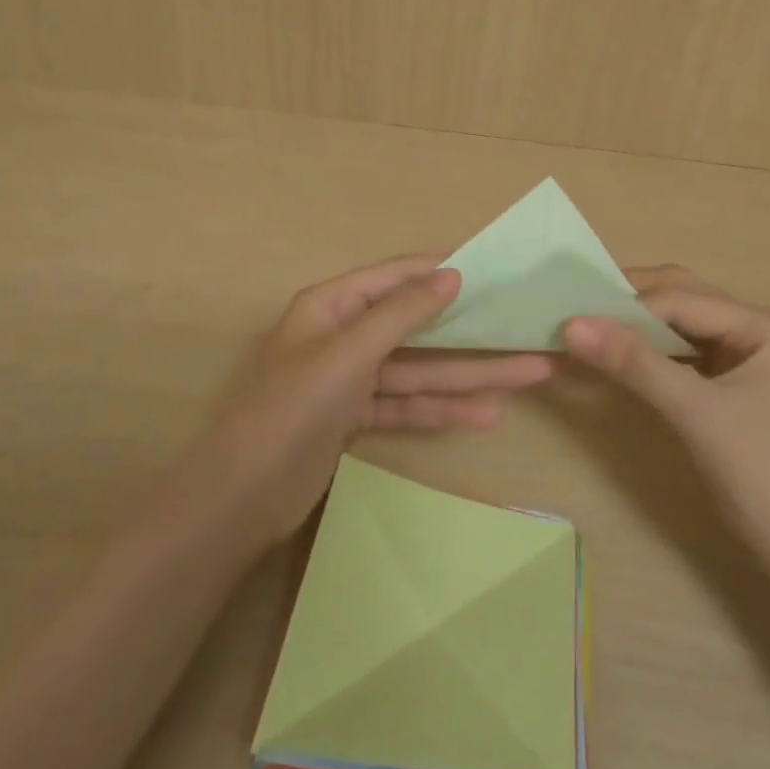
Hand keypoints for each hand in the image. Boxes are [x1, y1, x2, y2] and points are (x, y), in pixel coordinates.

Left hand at [192, 256, 552, 548]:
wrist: (240, 499)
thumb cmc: (291, 410)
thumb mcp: (348, 354)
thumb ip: (401, 314)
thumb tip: (451, 273)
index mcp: (331, 306)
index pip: (394, 277)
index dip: (440, 271)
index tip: (492, 269)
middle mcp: (342, 335)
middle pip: (416, 328)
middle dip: (471, 333)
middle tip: (527, 332)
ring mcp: (349, 380)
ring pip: (418, 371)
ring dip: (468, 376)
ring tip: (530, 376)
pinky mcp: (354, 418)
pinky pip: (405, 405)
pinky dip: (441, 410)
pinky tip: (487, 414)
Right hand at [563, 266, 769, 585]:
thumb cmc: (768, 478)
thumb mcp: (697, 414)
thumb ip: (635, 363)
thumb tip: (571, 324)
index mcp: (762, 325)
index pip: (678, 298)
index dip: (622, 304)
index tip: (566, 312)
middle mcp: (754, 331)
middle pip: (679, 299)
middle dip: (626, 301)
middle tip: (570, 308)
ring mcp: (743, 361)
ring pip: (676, 326)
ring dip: (632, 326)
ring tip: (582, 329)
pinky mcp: (729, 390)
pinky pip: (678, 356)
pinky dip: (644, 353)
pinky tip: (613, 358)